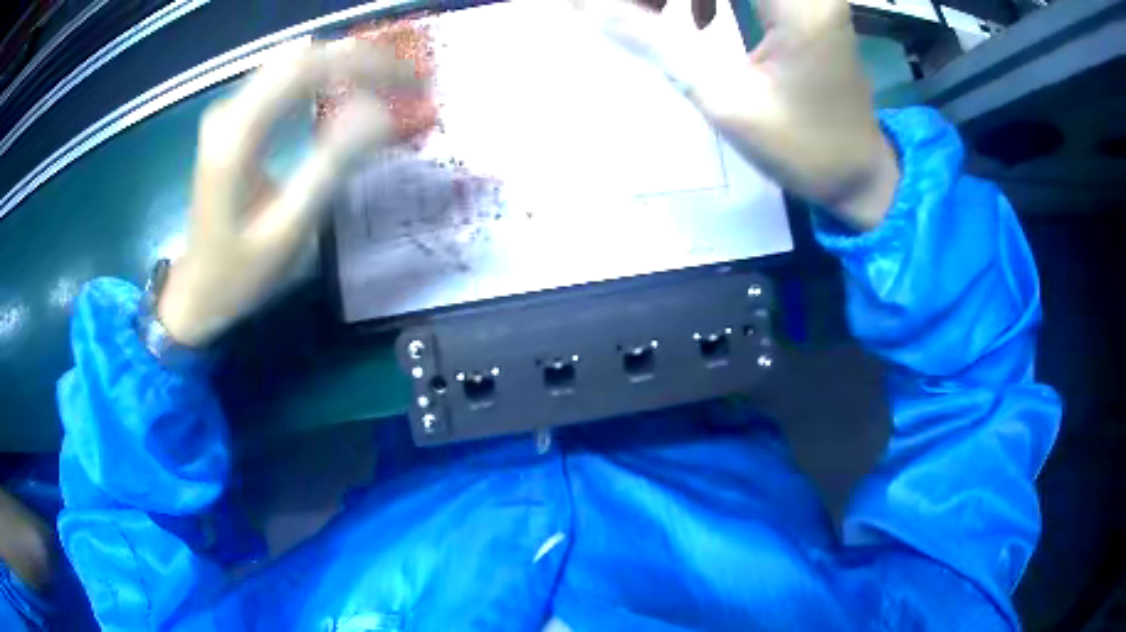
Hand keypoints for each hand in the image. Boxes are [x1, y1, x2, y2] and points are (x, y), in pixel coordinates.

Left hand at [158, 40, 427, 346]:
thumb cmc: (240, 272)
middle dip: (359, 59)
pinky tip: (347, 89)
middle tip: (407, 81)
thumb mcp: (288, 230)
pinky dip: (321, 77)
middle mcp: (228, 111)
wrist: (197, 291)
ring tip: (388, 82)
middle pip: (301, 56)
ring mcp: (228, 112)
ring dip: (343, 65)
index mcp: (236, 137)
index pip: (305, 70)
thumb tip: (381, 113)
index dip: (364, 65)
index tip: (411, 82)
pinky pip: (283, 80)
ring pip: (293, 62)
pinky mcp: (234, 120)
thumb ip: (331, 166)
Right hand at [569, 0, 899, 229]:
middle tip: (641, 12)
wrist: (858, 172)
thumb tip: (590, 6)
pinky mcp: (801, 1)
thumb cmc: (803, 148)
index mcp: (796, 1)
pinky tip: (696, 21)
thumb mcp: (725, 100)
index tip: (635, 12)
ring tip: (654, 15)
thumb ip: (655, 42)